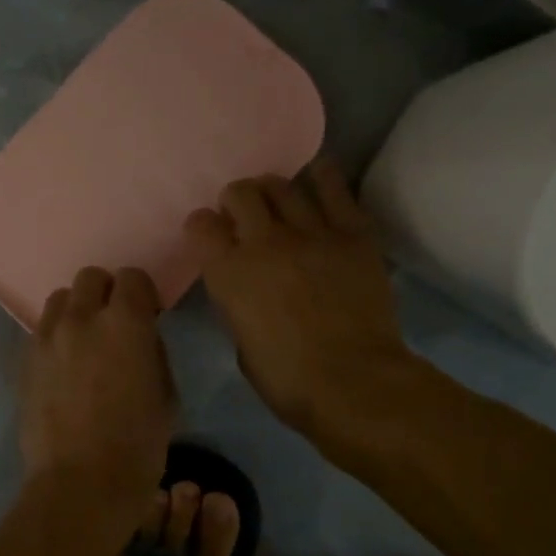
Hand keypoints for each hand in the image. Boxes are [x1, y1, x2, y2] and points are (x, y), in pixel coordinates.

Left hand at [19, 266, 176, 504]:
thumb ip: (151, 351)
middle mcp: (81, 318)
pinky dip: (56, 338)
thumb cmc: (138, 444)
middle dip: (106, 293)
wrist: (81, 483)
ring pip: (60, 300)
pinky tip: (64, 367)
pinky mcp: (24, 361)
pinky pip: (41, 331)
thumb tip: (139, 338)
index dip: (142, 294)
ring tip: (84, 342)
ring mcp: (46, 338)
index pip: (132, 277)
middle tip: (114, 324)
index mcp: (125, 322)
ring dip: (77, 312)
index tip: (147, 315)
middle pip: (90, 278)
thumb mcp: (165, 393)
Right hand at [186, 159, 416, 442]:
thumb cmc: (288, 380)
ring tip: (278, 200)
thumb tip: (247, 290)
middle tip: (244, 215)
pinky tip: (318, 174)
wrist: (354, 382)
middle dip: (237, 200)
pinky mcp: (352, 234)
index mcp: (228, 273)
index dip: (202, 226)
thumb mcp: (242, 344)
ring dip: (273, 189)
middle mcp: (264, 242)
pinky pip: (335, 190)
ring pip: (283, 185)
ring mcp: (311, 233)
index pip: (201, 224)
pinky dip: (323, 177)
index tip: (209, 235)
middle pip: (241, 193)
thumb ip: (238, 304)